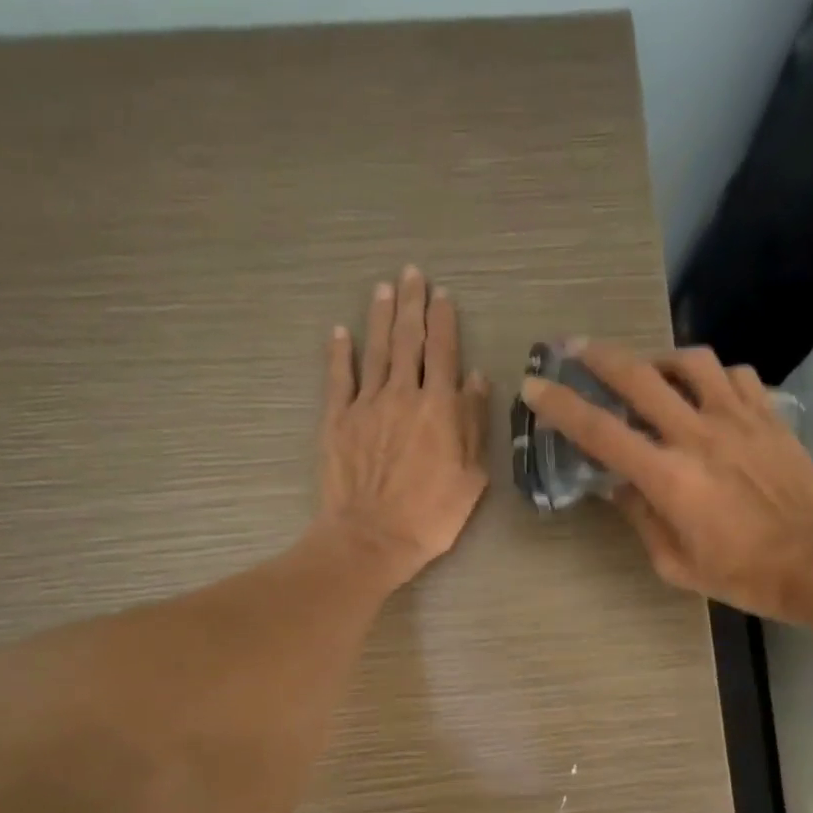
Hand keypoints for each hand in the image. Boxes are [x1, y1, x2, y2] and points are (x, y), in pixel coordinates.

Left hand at [316, 266, 489, 589]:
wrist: (372, 538)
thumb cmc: (431, 515)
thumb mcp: (471, 476)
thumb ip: (473, 423)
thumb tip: (476, 379)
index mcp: (439, 407)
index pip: (444, 351)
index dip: (444, 320)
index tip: (443, 295)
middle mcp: (403, 394)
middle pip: (408, 339)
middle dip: (412, 304)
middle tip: (412, 274)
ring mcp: (366, 404)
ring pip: (375, 349)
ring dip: (380, 316)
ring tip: (384, 288)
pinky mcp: (337, 420)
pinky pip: (338, 377)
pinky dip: (340, 352)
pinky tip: (340, 332)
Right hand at [519, 341, 812, 621]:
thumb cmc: (739, 572)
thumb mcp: (674, 562)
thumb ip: (641, 518)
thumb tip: (618, 488)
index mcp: (667, 477)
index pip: (601, 432)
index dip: (561, 405)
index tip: (535, 385)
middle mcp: (697, 435)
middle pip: (639, 376)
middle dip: (599, 357)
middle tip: (575, 348)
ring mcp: (737, 418)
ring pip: (691, 361)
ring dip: (659, 358)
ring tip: (649, 370)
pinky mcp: (768, 415)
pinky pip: (734, 375)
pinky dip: (711, 375)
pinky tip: (705, 390)